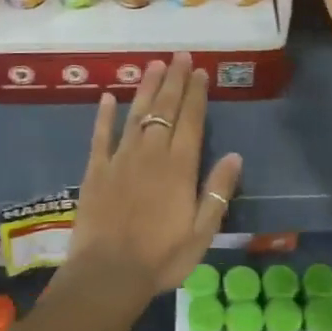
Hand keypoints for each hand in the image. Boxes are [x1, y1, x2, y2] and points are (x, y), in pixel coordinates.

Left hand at [66, 52, 243, 296]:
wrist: (108, 275)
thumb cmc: (162, 258)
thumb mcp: (202, 232)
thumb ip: (217, 191)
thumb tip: (235, 156)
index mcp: (179, 167)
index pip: (191, 120)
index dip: (196, 94)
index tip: (200, 72)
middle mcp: (151, 153)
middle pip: (165, 109)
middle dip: (174, 81)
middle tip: (180, 56)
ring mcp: (121, 159)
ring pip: (136, 115)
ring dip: (146, 88)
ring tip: (154, 65)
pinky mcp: (96, 170)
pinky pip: (100, 136)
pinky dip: (104, 115)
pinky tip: (107, 97)